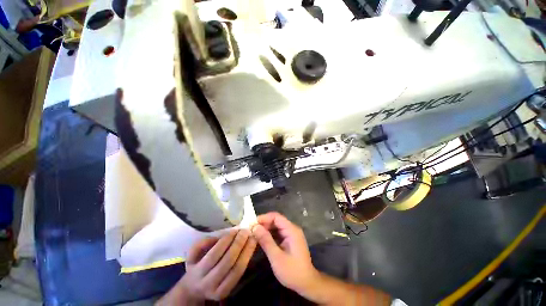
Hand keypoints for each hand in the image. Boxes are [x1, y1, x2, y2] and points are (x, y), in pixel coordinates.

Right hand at [157, 230, 256, 304]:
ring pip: (236, 269)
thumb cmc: (197, 263)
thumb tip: (224, 233)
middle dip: (238, 244)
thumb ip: (204, 242)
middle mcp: (207, 284)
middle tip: (245, 231)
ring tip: (252, 237)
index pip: (214, 255)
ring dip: (246, 251)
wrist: (195, 287)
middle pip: (227, 262)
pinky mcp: (228, 292)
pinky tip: (251, 247)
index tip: (235, 230)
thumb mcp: (194, 252)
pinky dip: (247, 259)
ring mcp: (219, 291)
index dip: (226, 241)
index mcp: (197, 272)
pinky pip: (240, 274)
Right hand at [251, 212, 318, 293]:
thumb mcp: (277, 257)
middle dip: (264, 223)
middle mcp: (292, 229)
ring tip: (254, 234)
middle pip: (276, 220)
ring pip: (276, 226)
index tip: (252, 223)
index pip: (276, 217)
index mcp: (291, 230)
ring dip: (266, 229)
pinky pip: (278, 233)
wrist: (307, 283)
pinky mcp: (289, 240)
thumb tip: (255, 227)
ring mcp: (291, 234)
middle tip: (251, 229)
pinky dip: (269, 234)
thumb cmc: (292, 272)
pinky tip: (262, 239)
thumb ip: (266, 241)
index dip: (264, 218)